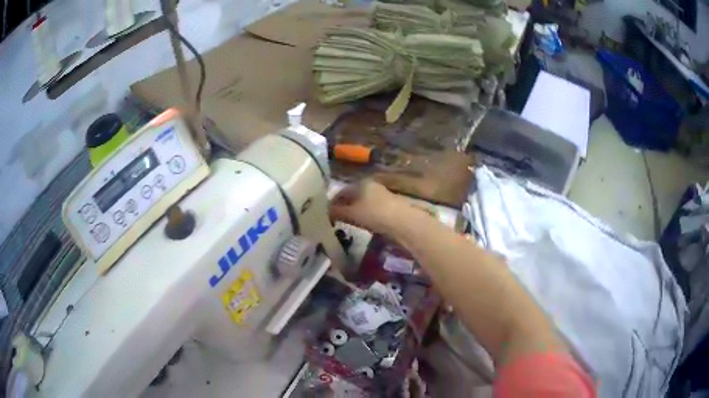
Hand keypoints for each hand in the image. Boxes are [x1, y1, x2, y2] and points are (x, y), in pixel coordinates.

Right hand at [330, 180, 406, 233]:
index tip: (325, 214)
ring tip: (347, 224)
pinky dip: (364, 216)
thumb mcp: (351, 213)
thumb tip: (325, 211)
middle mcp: (371, 186)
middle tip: (334, 220)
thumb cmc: (373, 214)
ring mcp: (381, 196)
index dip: (332, 202)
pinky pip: (371, 210)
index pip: (341, 192)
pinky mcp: (389, 207)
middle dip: (343, 207)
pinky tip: (362, 225)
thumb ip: (336, 212)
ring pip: (362, 204)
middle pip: (352, 197)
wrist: (402, 222)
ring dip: (354, 212)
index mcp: (360, 183)